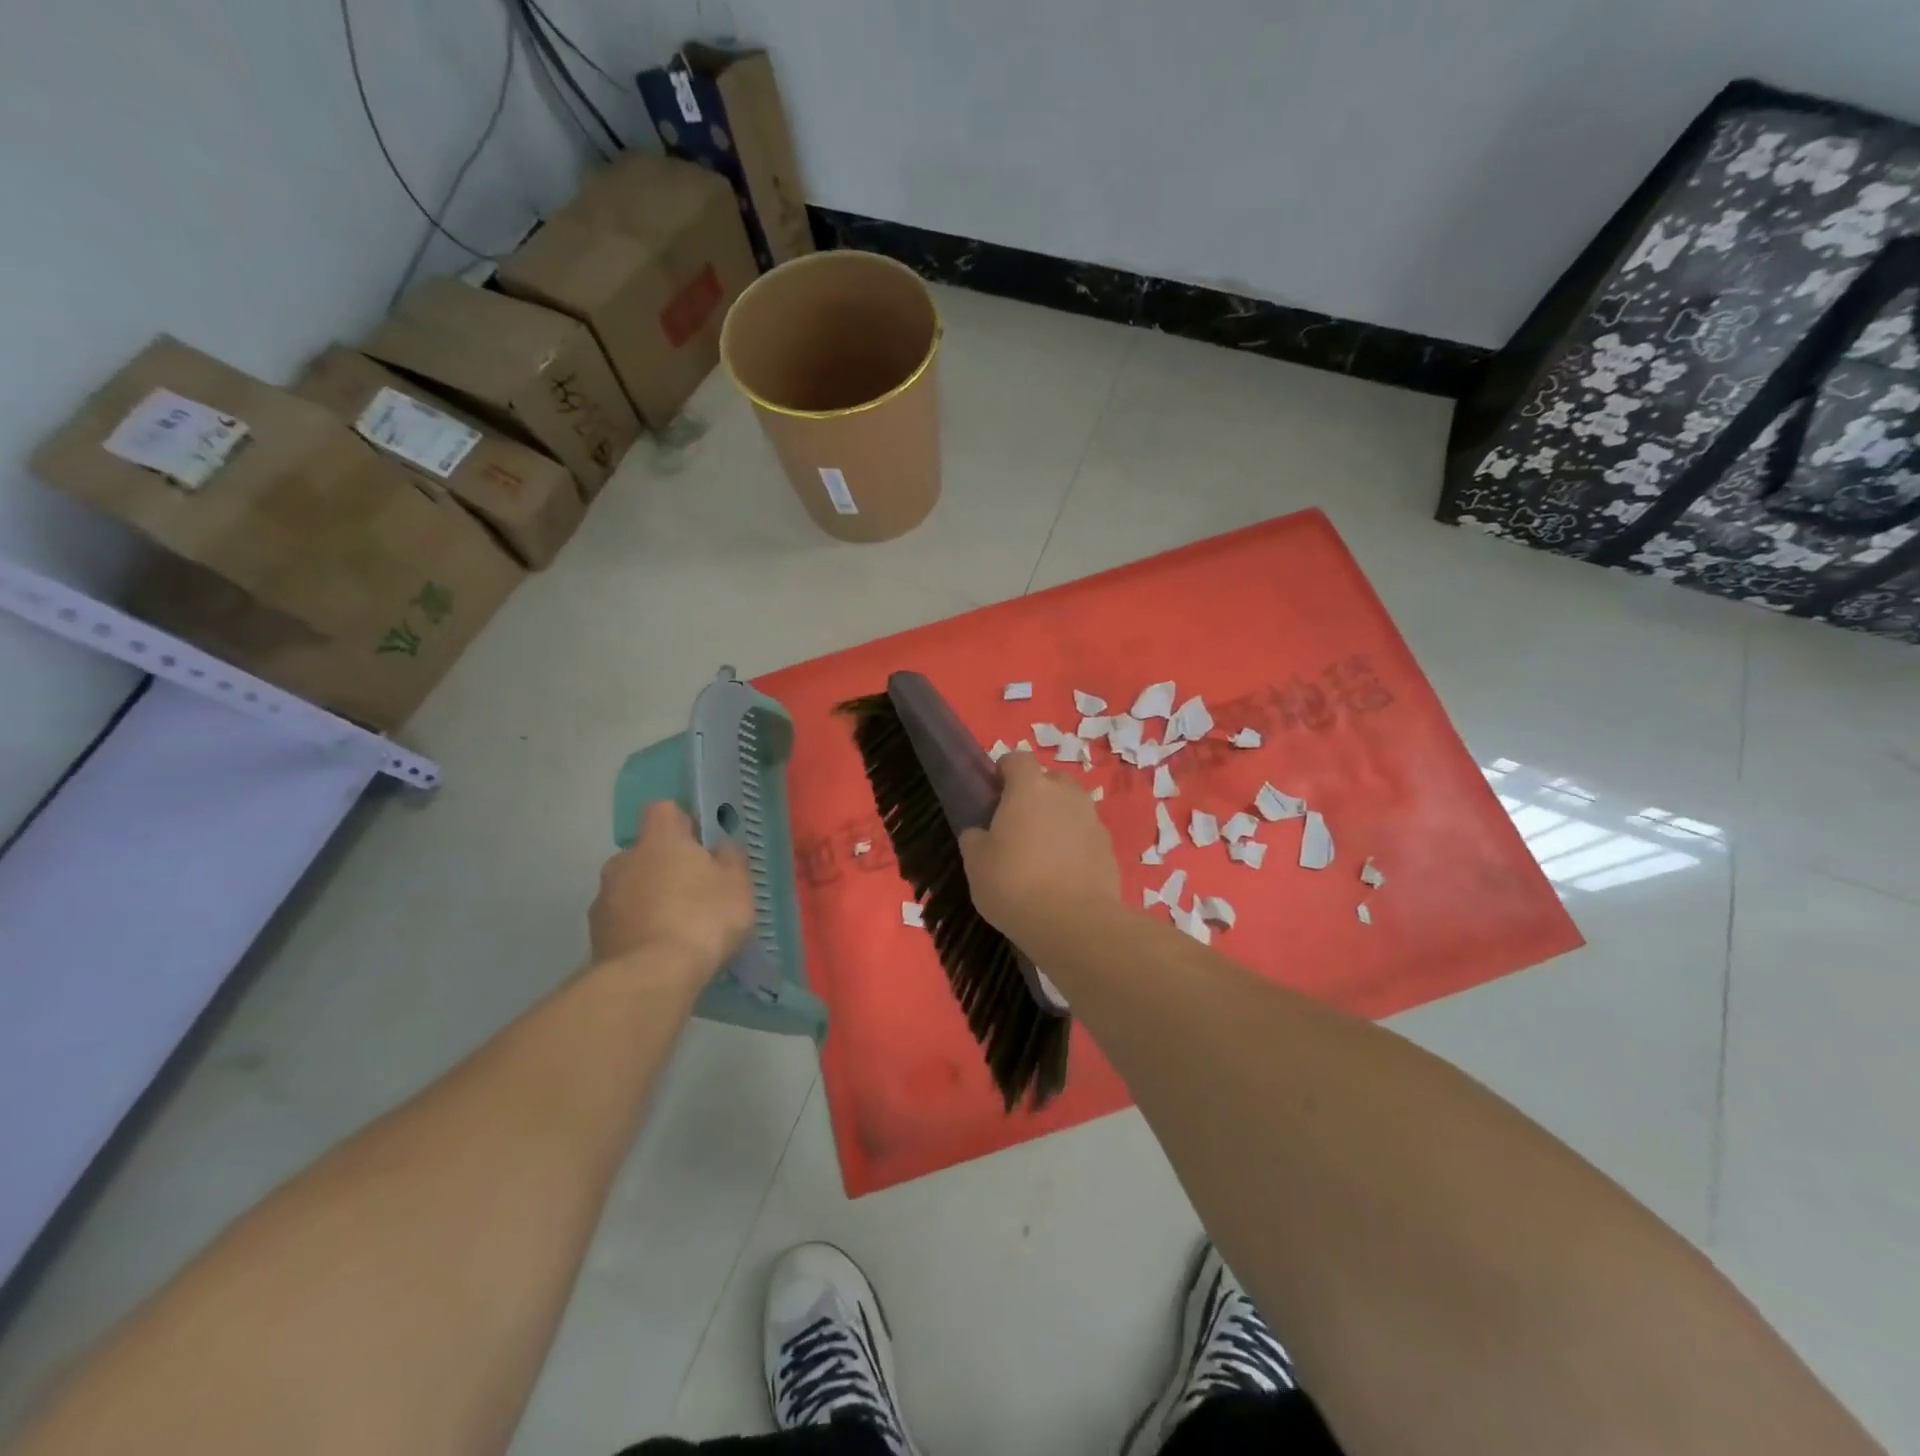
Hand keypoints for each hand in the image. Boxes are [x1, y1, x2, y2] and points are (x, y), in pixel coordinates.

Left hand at [592, 802, 754, 979]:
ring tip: (677, 927)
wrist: (651, 978)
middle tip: (694, 891)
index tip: (700, 843)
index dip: (683, 822)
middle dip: (666, 865)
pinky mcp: (595, 934)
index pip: (664, 810)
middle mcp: (624, 860)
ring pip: (631, 886)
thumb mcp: (737, 885)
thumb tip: (721, 849)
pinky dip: (638, 927)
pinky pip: (622, 919)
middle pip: (646, 851)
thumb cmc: (702, 919)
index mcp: (659, 840)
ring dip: (649, 897)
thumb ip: (731, 859)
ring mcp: (604, 898)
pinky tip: (659, 950)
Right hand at [959, 751, 1120, 942]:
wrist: (1074, 923)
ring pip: (1072, 807)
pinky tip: (1064, 874)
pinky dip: (1076, 845)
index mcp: (1029, 788)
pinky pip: (1087, 835)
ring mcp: (1092, 819)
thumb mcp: (975, 863)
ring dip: (1058, 819)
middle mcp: (1065, 794)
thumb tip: (979, 832)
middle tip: (1019, 824)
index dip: (1004, 770)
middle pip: (1050, 779)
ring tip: (1043, 852)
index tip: (994, 792)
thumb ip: (974, 838)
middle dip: (1036, 793)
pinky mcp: (1109, 847)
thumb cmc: (1014, 885)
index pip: (1017, 758)